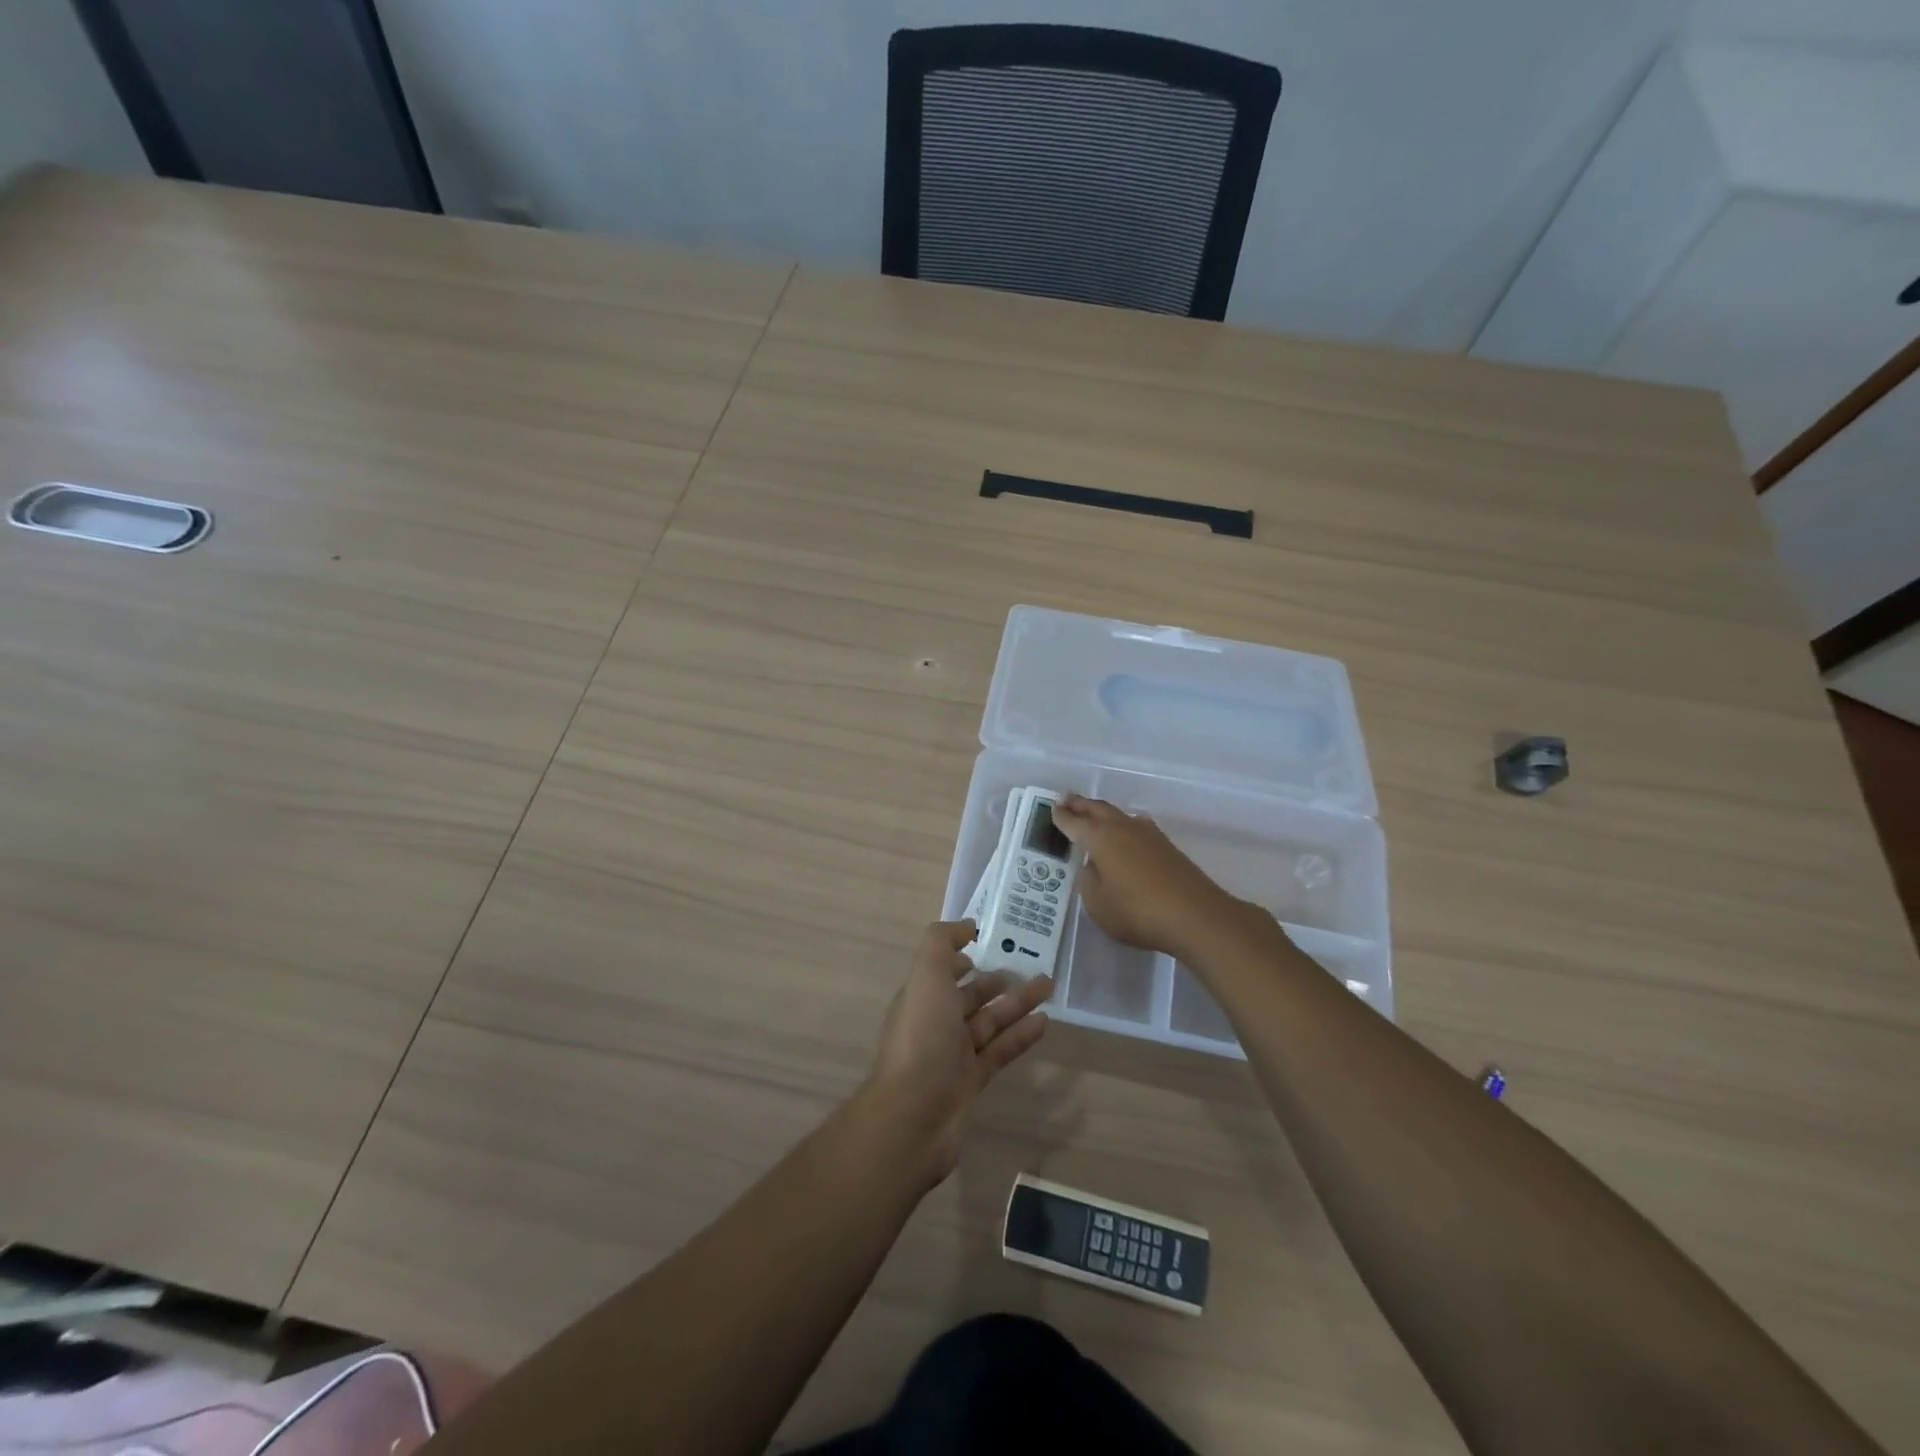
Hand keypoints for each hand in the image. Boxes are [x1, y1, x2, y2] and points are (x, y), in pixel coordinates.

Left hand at [865, 920, 1051, 1188]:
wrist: (913, 1117)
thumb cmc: (921, 1038)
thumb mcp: (926, 977)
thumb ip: (941, 943)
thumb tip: (967, 926)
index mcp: (921, 997)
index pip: (942, 970)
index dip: (962, 956)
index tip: (991, 943)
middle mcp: (935, 1023)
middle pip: (969, 996)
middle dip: (996, 980)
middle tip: (1030, 966)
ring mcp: (953, 1055)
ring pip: (990, 1022)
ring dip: (1016, 1004)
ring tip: (1048, 987)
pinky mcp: (972, 1081)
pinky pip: (1000, 1051)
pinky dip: (1020, 1036)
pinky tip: (1044, 1023)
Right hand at [1054, 794, 1243, 960]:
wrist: (1195, 915)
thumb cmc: (1137, 911)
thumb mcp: (1098, 903)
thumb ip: (1089, 880)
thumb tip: (1093, 865)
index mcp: (1100, 838)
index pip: (1075, 823)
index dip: (1061, 817)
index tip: (1052, 809)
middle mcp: (1123, 828)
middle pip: (1097, 809)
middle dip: (1080, 804)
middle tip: (1066, 799)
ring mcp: (1149, 835)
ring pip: (1118, 815)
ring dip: (1102, 812)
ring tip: (1093, 813)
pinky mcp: (1167, 847)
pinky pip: (1135, 827)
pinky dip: (1122, 825)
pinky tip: (1125, 833)